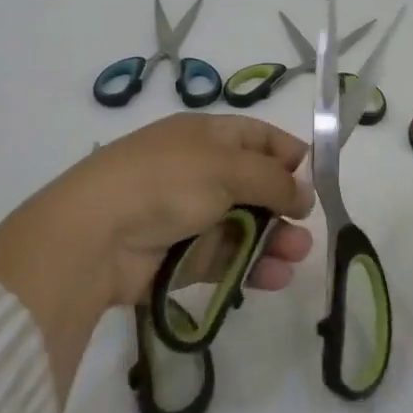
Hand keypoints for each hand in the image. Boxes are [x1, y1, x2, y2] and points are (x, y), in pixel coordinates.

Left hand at [47, 113, 316, 306]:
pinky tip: (276, 276)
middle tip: (308, 226)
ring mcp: (188, 215)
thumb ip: (273, 180)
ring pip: (243, 225)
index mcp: (206, 135)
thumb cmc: (167, 181)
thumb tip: (304, 193)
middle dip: (284, 204)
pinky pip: (225, 258)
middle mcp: (199, 170)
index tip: (316, 177)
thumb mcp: (228, 167)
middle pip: (254, 185)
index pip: (257, 137)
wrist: (95, 235)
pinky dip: (251, 265)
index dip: (287, 154)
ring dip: (274, 238)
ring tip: (299, 256)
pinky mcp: (180, 257)